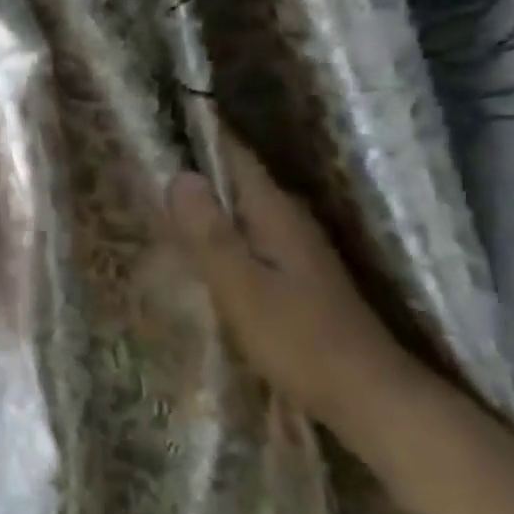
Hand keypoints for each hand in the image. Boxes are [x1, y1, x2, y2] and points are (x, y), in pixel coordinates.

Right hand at [164, 129, 418, 425]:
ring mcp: (296, 246)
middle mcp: (288, 218)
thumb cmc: (299, 341)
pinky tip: (196, 245)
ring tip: (159, 195)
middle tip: (145, 158)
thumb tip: (179, 175)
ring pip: (241, 207)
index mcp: (276, 213)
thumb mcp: (242, 288)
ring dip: (206, 200)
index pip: (235, 156)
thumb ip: (209, 234)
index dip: (201, 135)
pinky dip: (220, 230)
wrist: (368, 395)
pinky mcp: (295, 273)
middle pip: (237, 179)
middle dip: (196, 166)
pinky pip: (247, 234)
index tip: (161, 119)